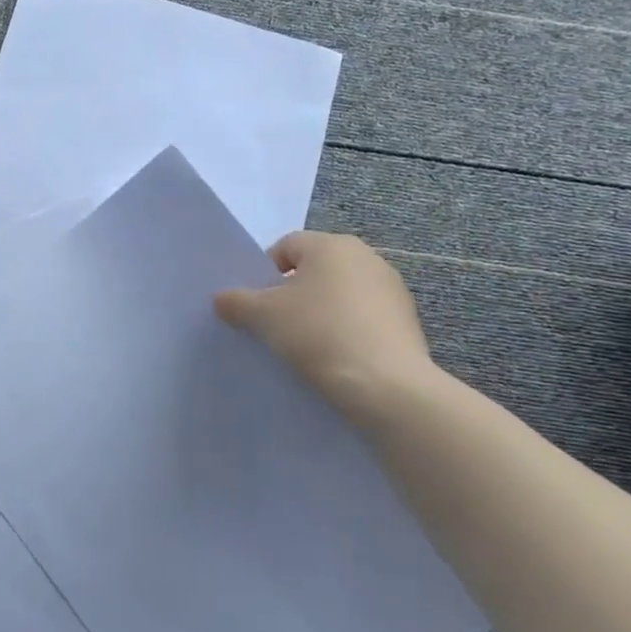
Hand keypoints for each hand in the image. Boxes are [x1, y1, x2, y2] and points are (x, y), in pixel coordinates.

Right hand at [214, 232, 439, 421]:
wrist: (385, 386)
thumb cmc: (318, 334)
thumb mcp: (263, 316)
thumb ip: (236, 301)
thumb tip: (223, 299)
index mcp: (331, 245)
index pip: (285, 246)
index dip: (264, 274)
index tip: (256, 306)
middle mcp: (366, 257)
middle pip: (314, 269)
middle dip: (293, 294)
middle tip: (276, 325)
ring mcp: (392, 289)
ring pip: (340, 295)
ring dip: (321, 313)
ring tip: (306, 346)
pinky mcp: (407, 322)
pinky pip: (363, 319)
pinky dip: (346, 332)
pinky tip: (336, 359)